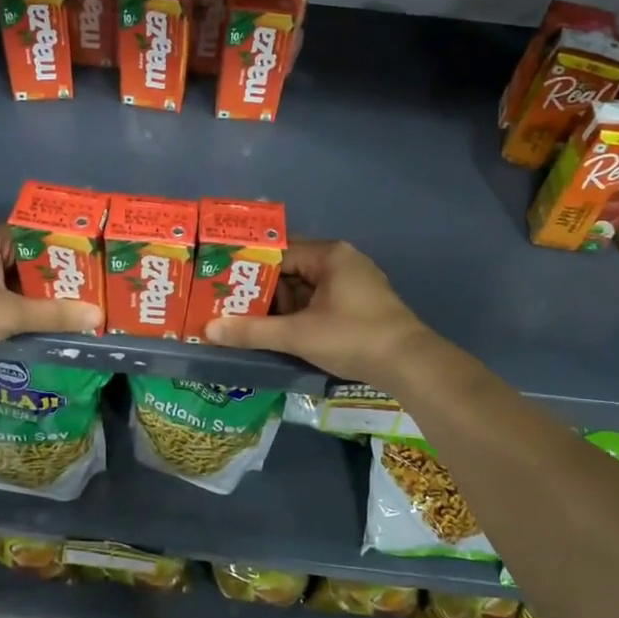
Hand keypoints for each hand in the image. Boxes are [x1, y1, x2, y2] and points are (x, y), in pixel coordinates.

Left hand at [0, 224, 101, 372]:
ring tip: (77, 302)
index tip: (93, 259)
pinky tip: (44, 317)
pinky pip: (2, 293)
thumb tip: (96, 314)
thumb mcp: (9, 312)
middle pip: (28, 257)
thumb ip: (53, 314)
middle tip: (92, 285)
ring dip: (39, 291)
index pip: (38, 233)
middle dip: (57, 273)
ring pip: (15, 278)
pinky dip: (21, 303)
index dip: (66, 245)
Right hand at [205, 239, 434, 387]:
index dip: (249, 268)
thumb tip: (208, 330)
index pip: (278, 252)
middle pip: (291, 270)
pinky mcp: (360, 305)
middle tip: (229, 305)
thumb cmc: (353, 337)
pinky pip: (320, 301)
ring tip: (247, 321)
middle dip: (262, 290)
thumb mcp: (298, 334)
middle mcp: (342, 261)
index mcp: (329, 254)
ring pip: (305, 288)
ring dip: (280, 306)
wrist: (410, 365)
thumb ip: (253, 331)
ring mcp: (354, 283)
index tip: (222, 283)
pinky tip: (280, 331)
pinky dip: (300, 314)